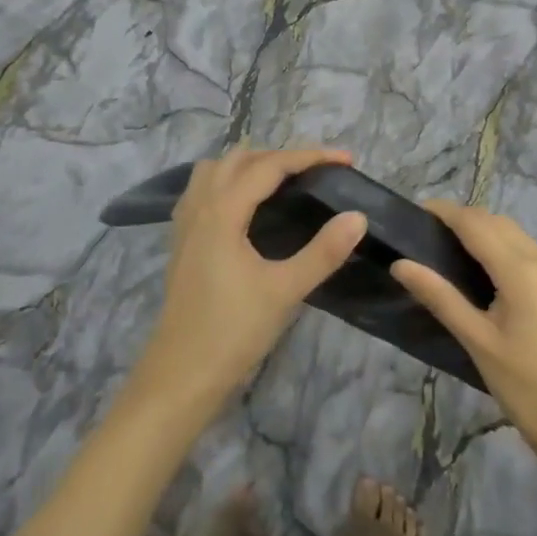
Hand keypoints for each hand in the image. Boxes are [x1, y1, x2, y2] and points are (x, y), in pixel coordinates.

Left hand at [131, 146, 366, 416]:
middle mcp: (200, 206)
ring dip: (249, 164)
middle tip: (317, 172)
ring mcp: (185, 224)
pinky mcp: (181, 242)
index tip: (346, 160)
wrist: (178, 379)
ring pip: (215, 170)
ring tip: (281, 180)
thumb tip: (358, 216)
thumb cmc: (232, 333)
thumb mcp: (285, 291)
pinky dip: (227, 182)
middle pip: (240, 158)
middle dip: (281, 155)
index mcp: (223, 211)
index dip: (310, 156)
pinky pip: (202, 190)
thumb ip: (324, 251)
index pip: (270, 165)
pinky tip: (244, 207)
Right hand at [391, 200, 536, 464]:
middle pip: (498, 223)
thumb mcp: (477, 342)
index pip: (475, 223)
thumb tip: (401, 264)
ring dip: (490, 234)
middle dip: (466, 220)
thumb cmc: (525, 388)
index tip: (418, 212)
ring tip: (462, 255)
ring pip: (520, 237)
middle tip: (434, 236)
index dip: (445, 211)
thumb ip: (439, 296)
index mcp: (520, 269)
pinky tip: (502, 279)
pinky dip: (514, 252)